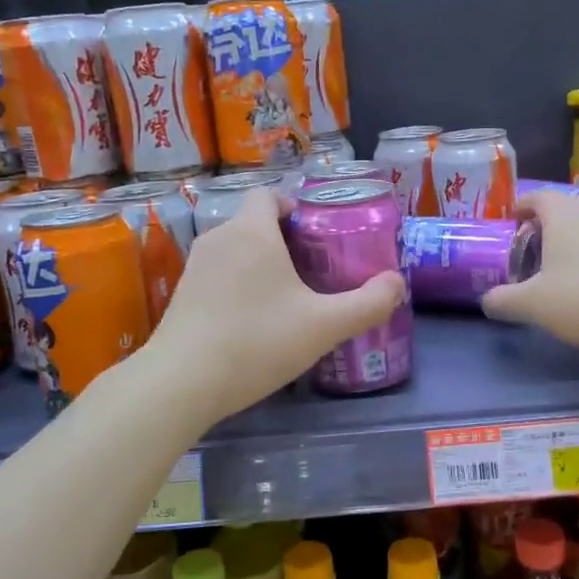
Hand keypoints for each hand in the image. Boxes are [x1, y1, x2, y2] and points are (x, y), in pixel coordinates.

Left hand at [147, 188, 405, 420]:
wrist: (182, 383)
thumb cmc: (257, 341)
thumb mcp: (324, 326)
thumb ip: (367, 303)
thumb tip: (397, 283)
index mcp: (252, 232)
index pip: (268, 195)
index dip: (292, 205)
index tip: (314, 233)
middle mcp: (219, 239)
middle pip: (253, 223)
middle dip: (283, 239)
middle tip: (312, 270)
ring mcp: (195, 268)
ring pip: (234, 250)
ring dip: (259, 264)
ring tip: (286, 298)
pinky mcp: (181, 295)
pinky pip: (218, 275)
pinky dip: (237, 286)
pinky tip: (253, 322)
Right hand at [480, 191, 578, 354]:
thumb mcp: (532, 304)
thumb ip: (503, 300)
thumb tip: (487, 301)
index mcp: (562, 214)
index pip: (536, 197)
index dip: (521, 207)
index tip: (511, 222)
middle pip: (562, 207)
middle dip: (544, 223)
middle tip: (529, 246)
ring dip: (569, 238)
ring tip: (556, 264)